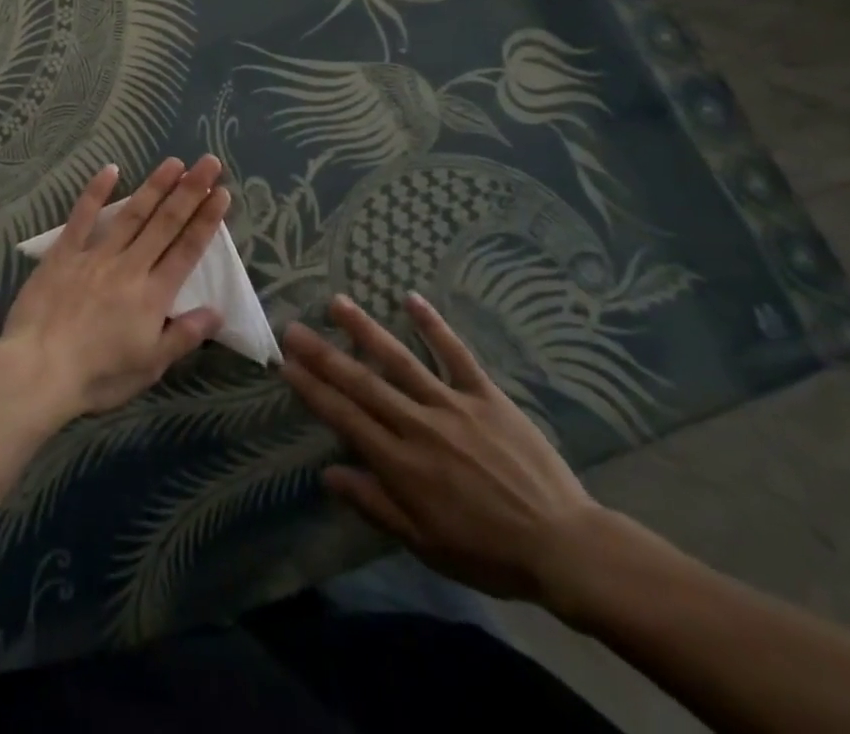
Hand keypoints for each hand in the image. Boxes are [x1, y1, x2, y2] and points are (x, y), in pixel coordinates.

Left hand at [0, 157, 228, 422]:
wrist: (38, 370)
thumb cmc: (98, 375)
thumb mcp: (150, 366)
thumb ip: (184, 336)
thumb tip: (217, 311)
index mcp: (153, 294)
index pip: (187, 250)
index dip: (206, 221)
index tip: (222, 193)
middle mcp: (130, 266)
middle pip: (166, 223)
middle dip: (190, 191)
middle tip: (208, 162)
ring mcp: (96, 255)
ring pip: (132, 214)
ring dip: (155, 186)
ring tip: (174, 162)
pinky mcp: (64, 253)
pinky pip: (82, 216)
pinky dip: (96, 192)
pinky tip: (111, 169)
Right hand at [280, 292, 601, 604]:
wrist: (563, 545)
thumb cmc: (488, 551)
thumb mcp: (425, 544)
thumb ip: (375, 504)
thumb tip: (328, 472)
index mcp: (402, 465)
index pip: (346, 418)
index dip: (313, 390)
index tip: (286, 364)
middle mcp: (419, 425)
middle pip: (363, 383)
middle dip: (324, 354)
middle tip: (294, 327)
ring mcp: (453, 405)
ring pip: (401, 360)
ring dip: (366, 330)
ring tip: (337, 303)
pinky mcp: (485, 394)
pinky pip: (455, 354)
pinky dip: (434, 325)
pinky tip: (411, 299)